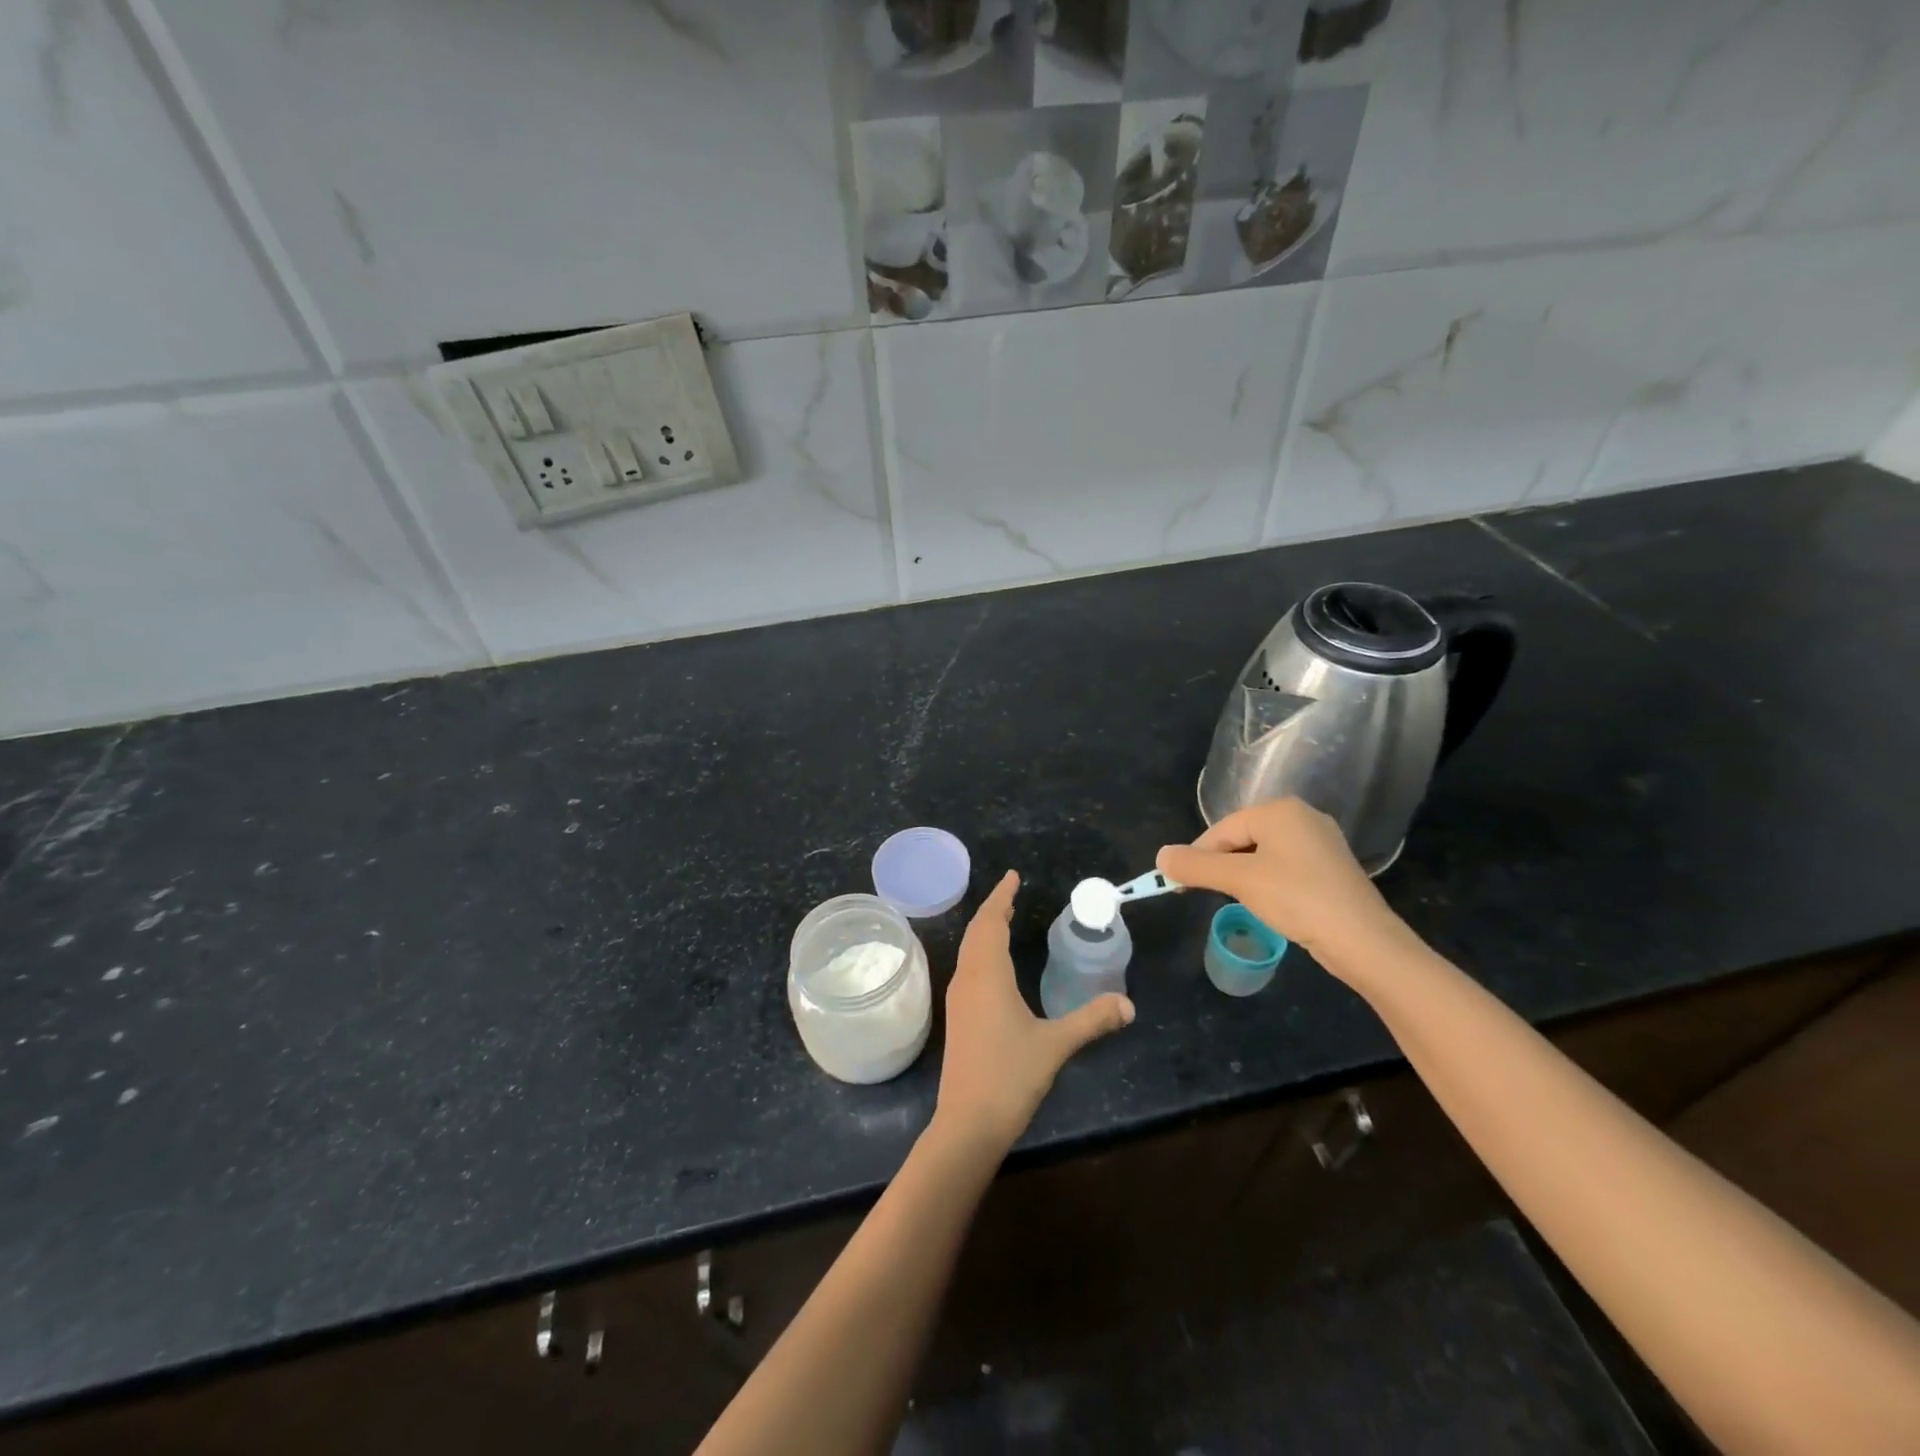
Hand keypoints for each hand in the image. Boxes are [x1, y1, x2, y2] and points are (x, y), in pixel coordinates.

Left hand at [934, 871, 1133, 1155]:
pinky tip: (994, 966)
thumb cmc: (1010, 1076)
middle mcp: (967, 979)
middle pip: (977, 932)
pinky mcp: (958, 1018)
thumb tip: (1128, 1004)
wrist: (967, 1123)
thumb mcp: (1055, 1045)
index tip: (1013, 876)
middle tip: (1012, 893)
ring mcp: (958, 999)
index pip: (991, 922)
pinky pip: (968, 968)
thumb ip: (1091, 1020)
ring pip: (969, 950)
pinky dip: (981, 951)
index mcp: (987, 975)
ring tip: (1004, 920)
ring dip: (985, 930)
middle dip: (994, 909)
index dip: (1001, 897)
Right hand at [1156, 799, 1409, 974]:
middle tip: (1206, 894)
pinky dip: (1267, 881)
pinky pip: (1284, 866)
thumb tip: (1161, 856)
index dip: (1197, 856)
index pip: (1222, 829)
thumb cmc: (1297, 899)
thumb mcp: (1239, 880)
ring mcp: (1320, 842)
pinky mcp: (1330, 867)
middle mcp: (1301, 816)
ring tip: (1237, 900)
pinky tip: (1268, 903)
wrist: (1363, 940)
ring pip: (1262, 853)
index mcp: (1280, 810)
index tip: (1179, 884)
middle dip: (1220, 865)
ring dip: (1242, 875)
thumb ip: (1196, 866)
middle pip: (1241, 838)